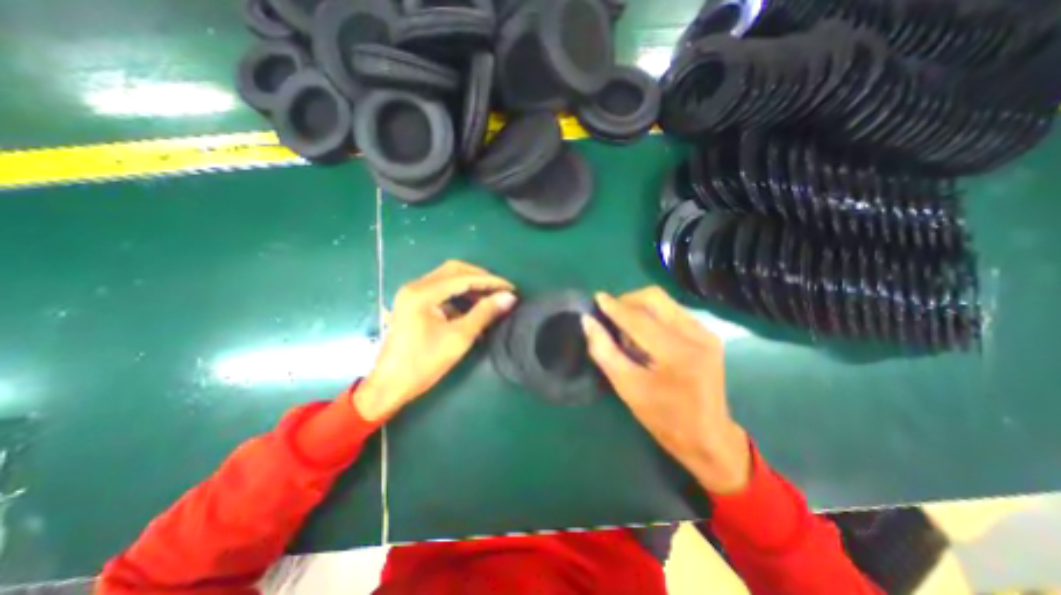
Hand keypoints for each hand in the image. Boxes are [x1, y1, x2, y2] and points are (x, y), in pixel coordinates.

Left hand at [357, 259, 519, 422]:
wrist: (389, 385)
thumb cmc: (423, 363)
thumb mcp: (459, 337)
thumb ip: (484, 313)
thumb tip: (509, 297)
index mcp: (423, 293)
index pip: (463, 277)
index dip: (490, 281)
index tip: (511, 288)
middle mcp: (415, 286)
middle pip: (454, 270)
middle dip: (480, 278)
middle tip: (500, 290)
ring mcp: (412, 294)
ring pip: (447, 279)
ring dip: (470, 286)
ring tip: (490, 299)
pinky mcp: (413, 304)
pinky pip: (441, 291)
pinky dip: (459, 295)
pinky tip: (472, 308)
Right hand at [578, 286, 753, 493]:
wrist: (708, 437)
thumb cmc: (663, 418)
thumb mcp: (627, 387)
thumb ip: (604, 351)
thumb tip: (588, 321)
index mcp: (677, 354)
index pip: (639, 319)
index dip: (614, 307)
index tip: (596, 298)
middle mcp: (696, 335)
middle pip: (655, 298)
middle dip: (628, 301)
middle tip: (612, 317)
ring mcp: (705, 333)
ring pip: (664, 302)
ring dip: (640, 308)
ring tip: (628, 330)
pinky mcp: (708, 334)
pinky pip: (673, 311)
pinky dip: (653, 315)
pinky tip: (646, 335)